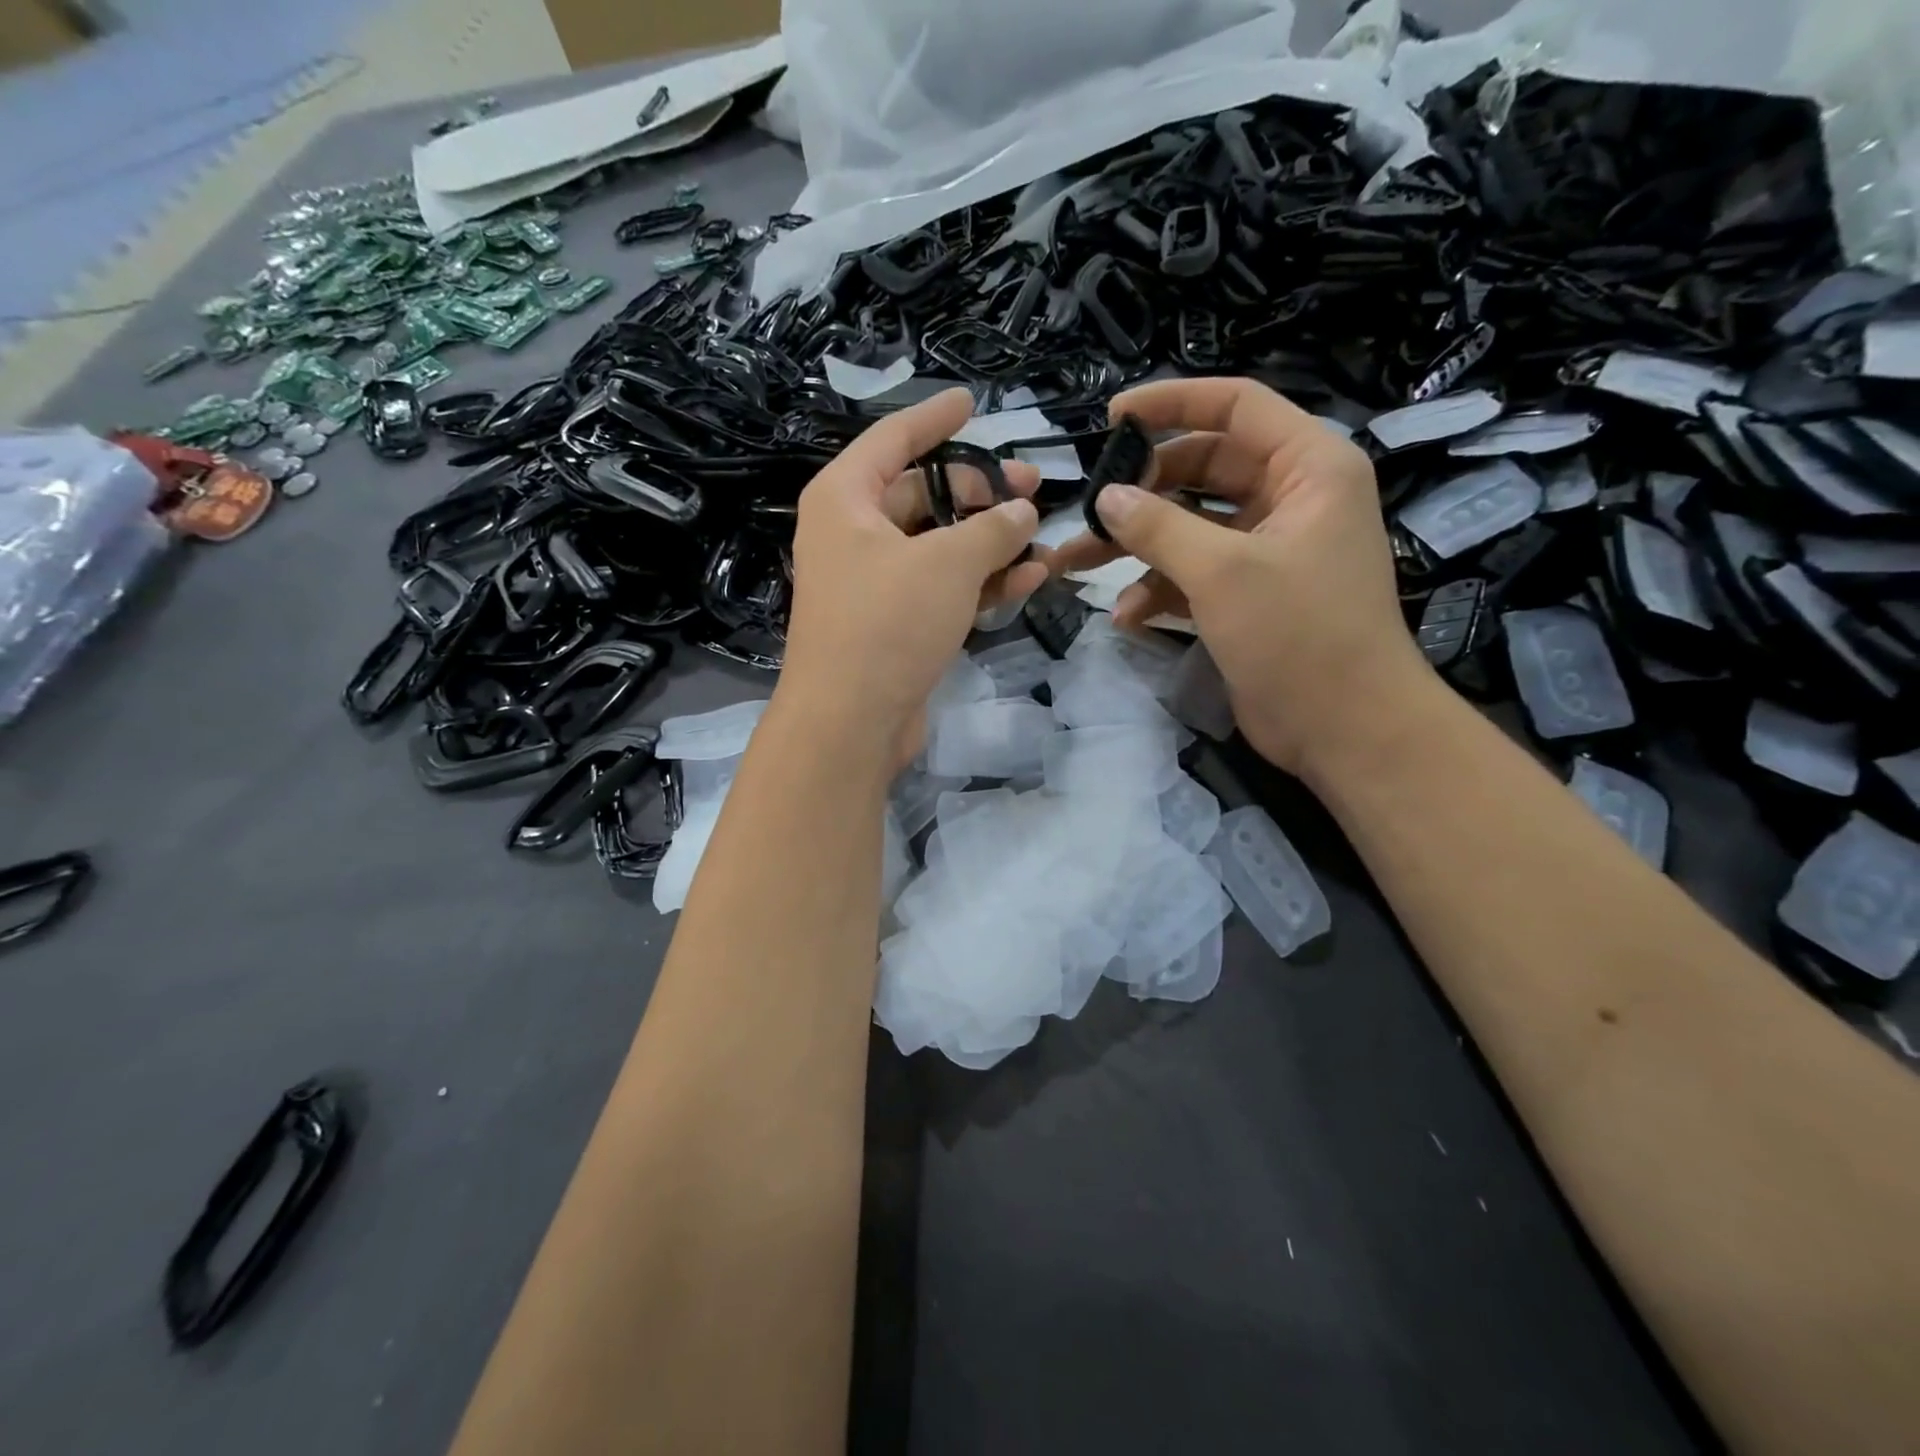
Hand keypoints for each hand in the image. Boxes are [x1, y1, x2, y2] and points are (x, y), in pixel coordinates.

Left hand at [780, 388, 1050, 760]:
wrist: (850, 722)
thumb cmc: (887, 623)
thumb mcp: (947, 563)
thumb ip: (992, 530)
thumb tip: (1022, 513)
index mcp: (846, 498)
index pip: (894, 439)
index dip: (934, 418)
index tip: (971, 401)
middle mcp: (854, 534)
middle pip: (924, 494)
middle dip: (980, 491)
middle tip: (1033, 488)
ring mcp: (875, 583)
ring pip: (939, 546)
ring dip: (990, 543)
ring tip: (1042, 538)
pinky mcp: (895, 624)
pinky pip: (941, 588)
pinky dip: (980, 583)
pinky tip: (1029, 580)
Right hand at [1054, 377, 1428, 776]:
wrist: (1344, 728)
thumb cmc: (1298, 633)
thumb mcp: (1222, 571)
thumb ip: (1159, 526)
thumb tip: (1107, 496)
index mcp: (1308, 466)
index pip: (1236, 406)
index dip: (1173, 403)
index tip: (1112, 418)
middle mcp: (1291, 498)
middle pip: (1203, 468)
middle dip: (1142, 491)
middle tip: (1090, 508)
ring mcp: (1268, 550)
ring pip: (1190, 526)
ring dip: (1137, 546)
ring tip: (1076, 564)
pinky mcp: (1249, 595)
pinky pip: (1194, 573)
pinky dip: (1158, 589)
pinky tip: (1126, 616)